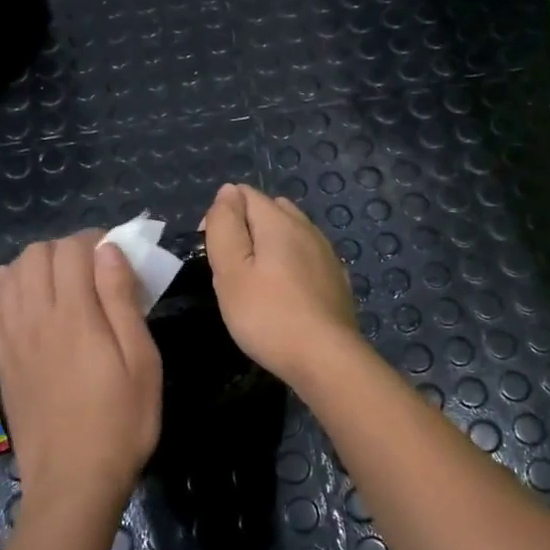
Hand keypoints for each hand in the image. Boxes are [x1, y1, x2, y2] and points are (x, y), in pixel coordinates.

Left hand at [0, 231, 162, 521]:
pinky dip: (9, 287)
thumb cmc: (121, 421)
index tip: (117, 257)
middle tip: (94, 273)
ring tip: (64, 286)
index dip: (95, 241)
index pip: (71, 250)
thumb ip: (122, 301)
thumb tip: (109, 250)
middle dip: (67, 250)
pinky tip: (29, 300)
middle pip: (37, 254)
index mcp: (75, 316)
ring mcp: (11, 338)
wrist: (73, 480)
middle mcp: (35, 318)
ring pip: (12, 273)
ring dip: (38, 266)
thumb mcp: (142, 361)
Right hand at [203, 183, 359, 387]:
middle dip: (246, 229)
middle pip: (270, 211)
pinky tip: (285, 294)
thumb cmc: (268, 315)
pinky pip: (306, 258)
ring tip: (255, 284)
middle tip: (231, 269)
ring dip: (270, 248)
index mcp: (279, 221)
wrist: (326, 358)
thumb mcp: (231, 270)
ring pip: (291, 234)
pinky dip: (291, 266)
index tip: (213, 252)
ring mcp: (326, 254)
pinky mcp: (336, 279)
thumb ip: (225, 225)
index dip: (221, 215)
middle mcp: (307, 228)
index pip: (244, 194)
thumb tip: (228, 191)